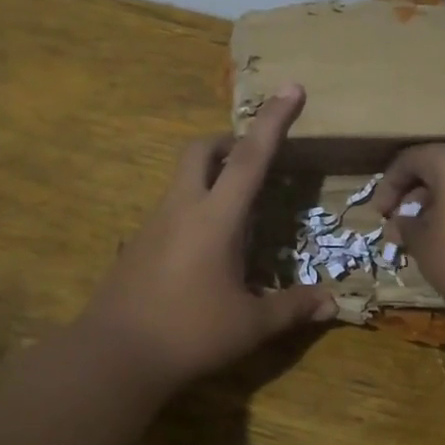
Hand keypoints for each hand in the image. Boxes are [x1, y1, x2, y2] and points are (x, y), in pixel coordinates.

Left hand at [79, 84, 335, 391]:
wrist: (113, 357)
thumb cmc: (189, 334)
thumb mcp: (250, 325)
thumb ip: (292, 308)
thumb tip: (332, 303)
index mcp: (216, 218)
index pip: (251, 157)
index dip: (274, 120)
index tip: (291, 88)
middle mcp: (182, 209)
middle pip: (201, 150)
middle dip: (228, 142)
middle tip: (253, 158)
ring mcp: (154, 225)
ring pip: (182, 178)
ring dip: (209, 176)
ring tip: (237, 210)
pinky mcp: (138, 245)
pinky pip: (171, 209)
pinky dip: (194, 208)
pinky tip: (206, 248)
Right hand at [375, 143, 444, 346]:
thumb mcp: (426, 249)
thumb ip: (407, 227)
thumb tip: (402, 221)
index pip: (411, 159)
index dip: (388, 185)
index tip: (380, 215)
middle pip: (442, 165)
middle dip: (417, 195)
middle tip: (404, 227)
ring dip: (444, 203)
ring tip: (433, 237)